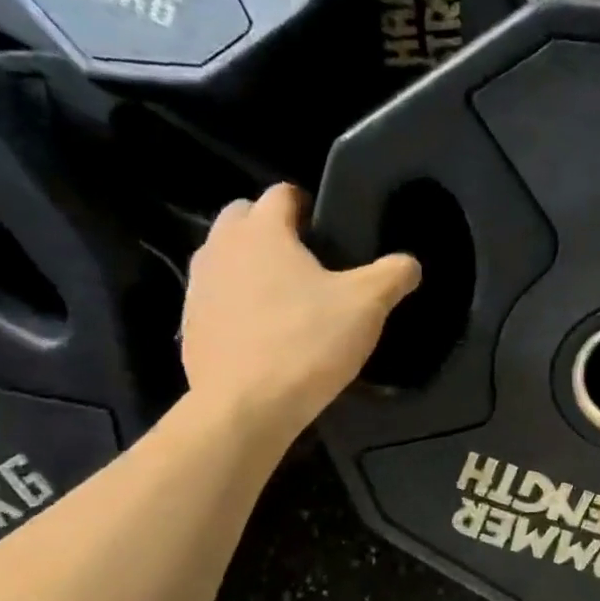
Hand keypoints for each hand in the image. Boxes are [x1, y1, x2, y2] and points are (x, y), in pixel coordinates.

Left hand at [180, 184, 419, 441]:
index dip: (308, 205)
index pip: (281, 193)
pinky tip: (265, 330)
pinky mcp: (190, 323)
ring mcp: (199, 286)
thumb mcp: (368, 305)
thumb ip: (393, 274)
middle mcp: (221, 247)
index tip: (330, 230)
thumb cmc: (307, 342)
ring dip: (251, 264)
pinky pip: (217, 296)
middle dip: (272, 228)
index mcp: (262, 231)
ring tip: (287, 295)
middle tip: (309, 260)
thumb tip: (409, 263)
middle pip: (244, 217)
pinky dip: (238, 301)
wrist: (246, 406)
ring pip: (225, 256)